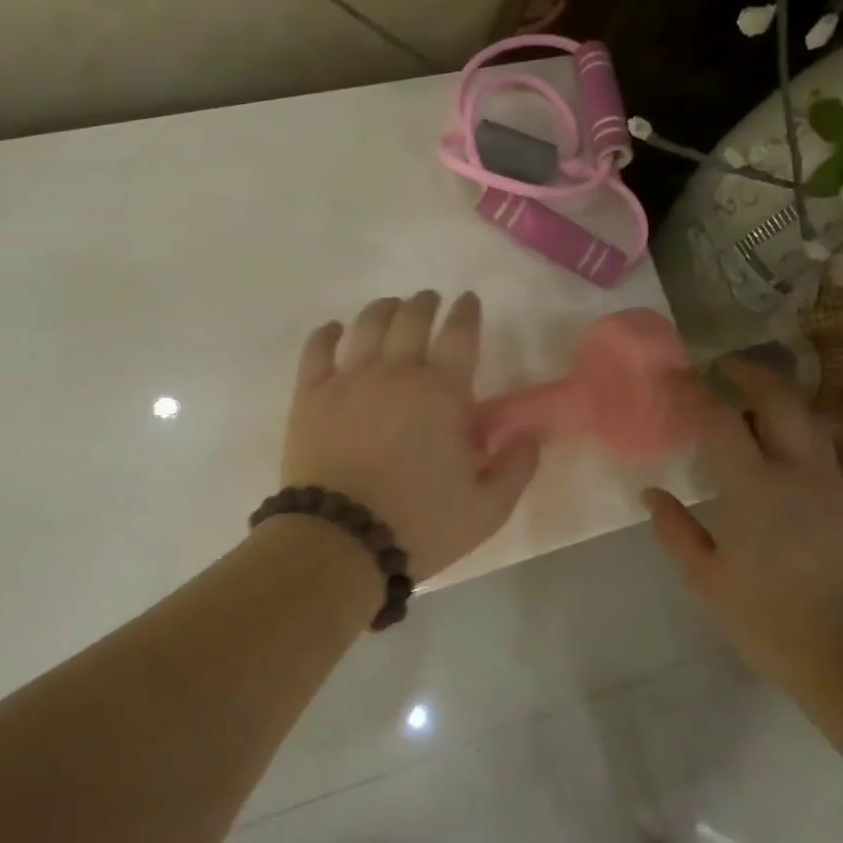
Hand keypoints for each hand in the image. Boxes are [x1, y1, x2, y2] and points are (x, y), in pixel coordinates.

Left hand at [280, 291, 538, 580]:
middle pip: (412, 318)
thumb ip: (516, 466)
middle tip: (431, 300)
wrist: (341, 541)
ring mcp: (349, 380)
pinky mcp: (310, 395)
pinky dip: (327, 333)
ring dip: (384, 309)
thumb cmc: (420, 525)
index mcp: (442, 393)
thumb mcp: (488, 509)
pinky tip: (334, 330)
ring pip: (367, 324)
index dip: (467, 312)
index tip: (469, 301)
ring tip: (391, 307)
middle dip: (426, 303)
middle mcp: (396, 373)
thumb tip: (531, 432)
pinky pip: (317, 349)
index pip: (460, 335)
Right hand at [641, 359, 842, 690]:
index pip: (721, 419)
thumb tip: (653, 495)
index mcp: (755, 489)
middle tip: (722, 368)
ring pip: (807, 418)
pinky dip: (792, 428)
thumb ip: (675, 531)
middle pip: (780, 399)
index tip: (675, 379)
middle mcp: (798, 472)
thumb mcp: (707, 579)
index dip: (695, 392)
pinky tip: (773, 448)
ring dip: (776, 398)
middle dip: (750, 373)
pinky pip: (817, 446)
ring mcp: (830, 485)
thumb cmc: (768, 620)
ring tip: (747, 403)